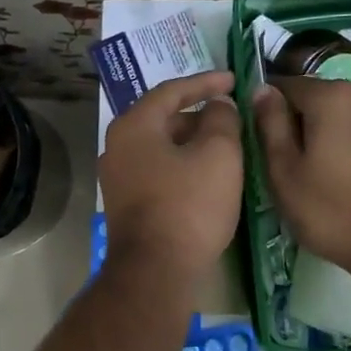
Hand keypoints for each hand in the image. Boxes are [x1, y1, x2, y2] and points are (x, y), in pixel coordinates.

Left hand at [99, 71, 241, 281]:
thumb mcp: (219, 154)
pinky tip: (207, 175)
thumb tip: (218, 105)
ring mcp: (117, 177)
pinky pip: (157, 170)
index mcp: (133, 125)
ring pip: (161, 146)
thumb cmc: (189, 204)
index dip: (205, 82)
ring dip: (192, 141)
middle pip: (163, 118)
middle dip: (199, 114)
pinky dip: (182, 164)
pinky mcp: (126, 203)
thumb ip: (221, 119)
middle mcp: (117, 146)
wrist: (156, 271)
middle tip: (232, 115)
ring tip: (226, 145)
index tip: (233, 79)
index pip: (171, 90)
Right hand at [251, 76, 350, 278]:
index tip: (268, 140)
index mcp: (332, 97)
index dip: (272, 110)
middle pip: (323, 100)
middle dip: (308, 123)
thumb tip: (262, 90)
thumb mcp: (284, 172)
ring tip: (333, 174)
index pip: (288, 86)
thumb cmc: (335, 211)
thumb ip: (270, 125)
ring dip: (339, 134)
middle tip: (299, 165)